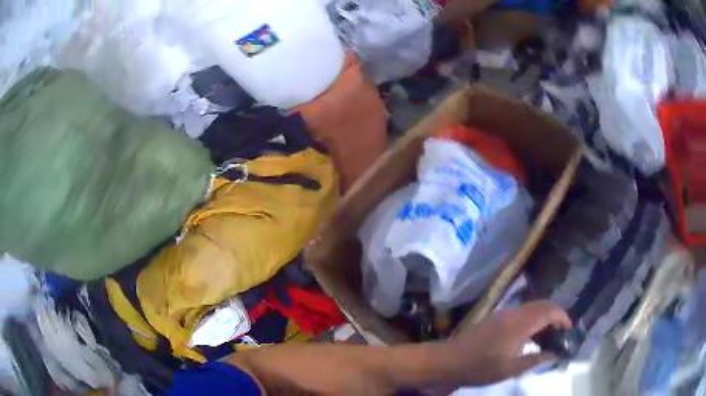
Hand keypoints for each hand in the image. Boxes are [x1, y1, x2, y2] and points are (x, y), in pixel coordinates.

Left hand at [442, 301, 571, 385]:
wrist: (448, 360)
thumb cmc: (480, 367)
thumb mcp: (510, 369)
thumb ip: (535, 359)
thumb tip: (553, 353)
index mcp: (520, 324)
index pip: (549, 311)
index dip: (562, 317)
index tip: (569, 329)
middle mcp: (513, 313)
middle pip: (541, 305)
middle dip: (555, 315)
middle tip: (560, 332)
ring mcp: (502, 313)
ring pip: (530, 307)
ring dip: (542, 316)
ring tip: (547, 335)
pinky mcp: (494, 317)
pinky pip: (520, 312)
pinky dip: (530, 319)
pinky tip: (528, 335)